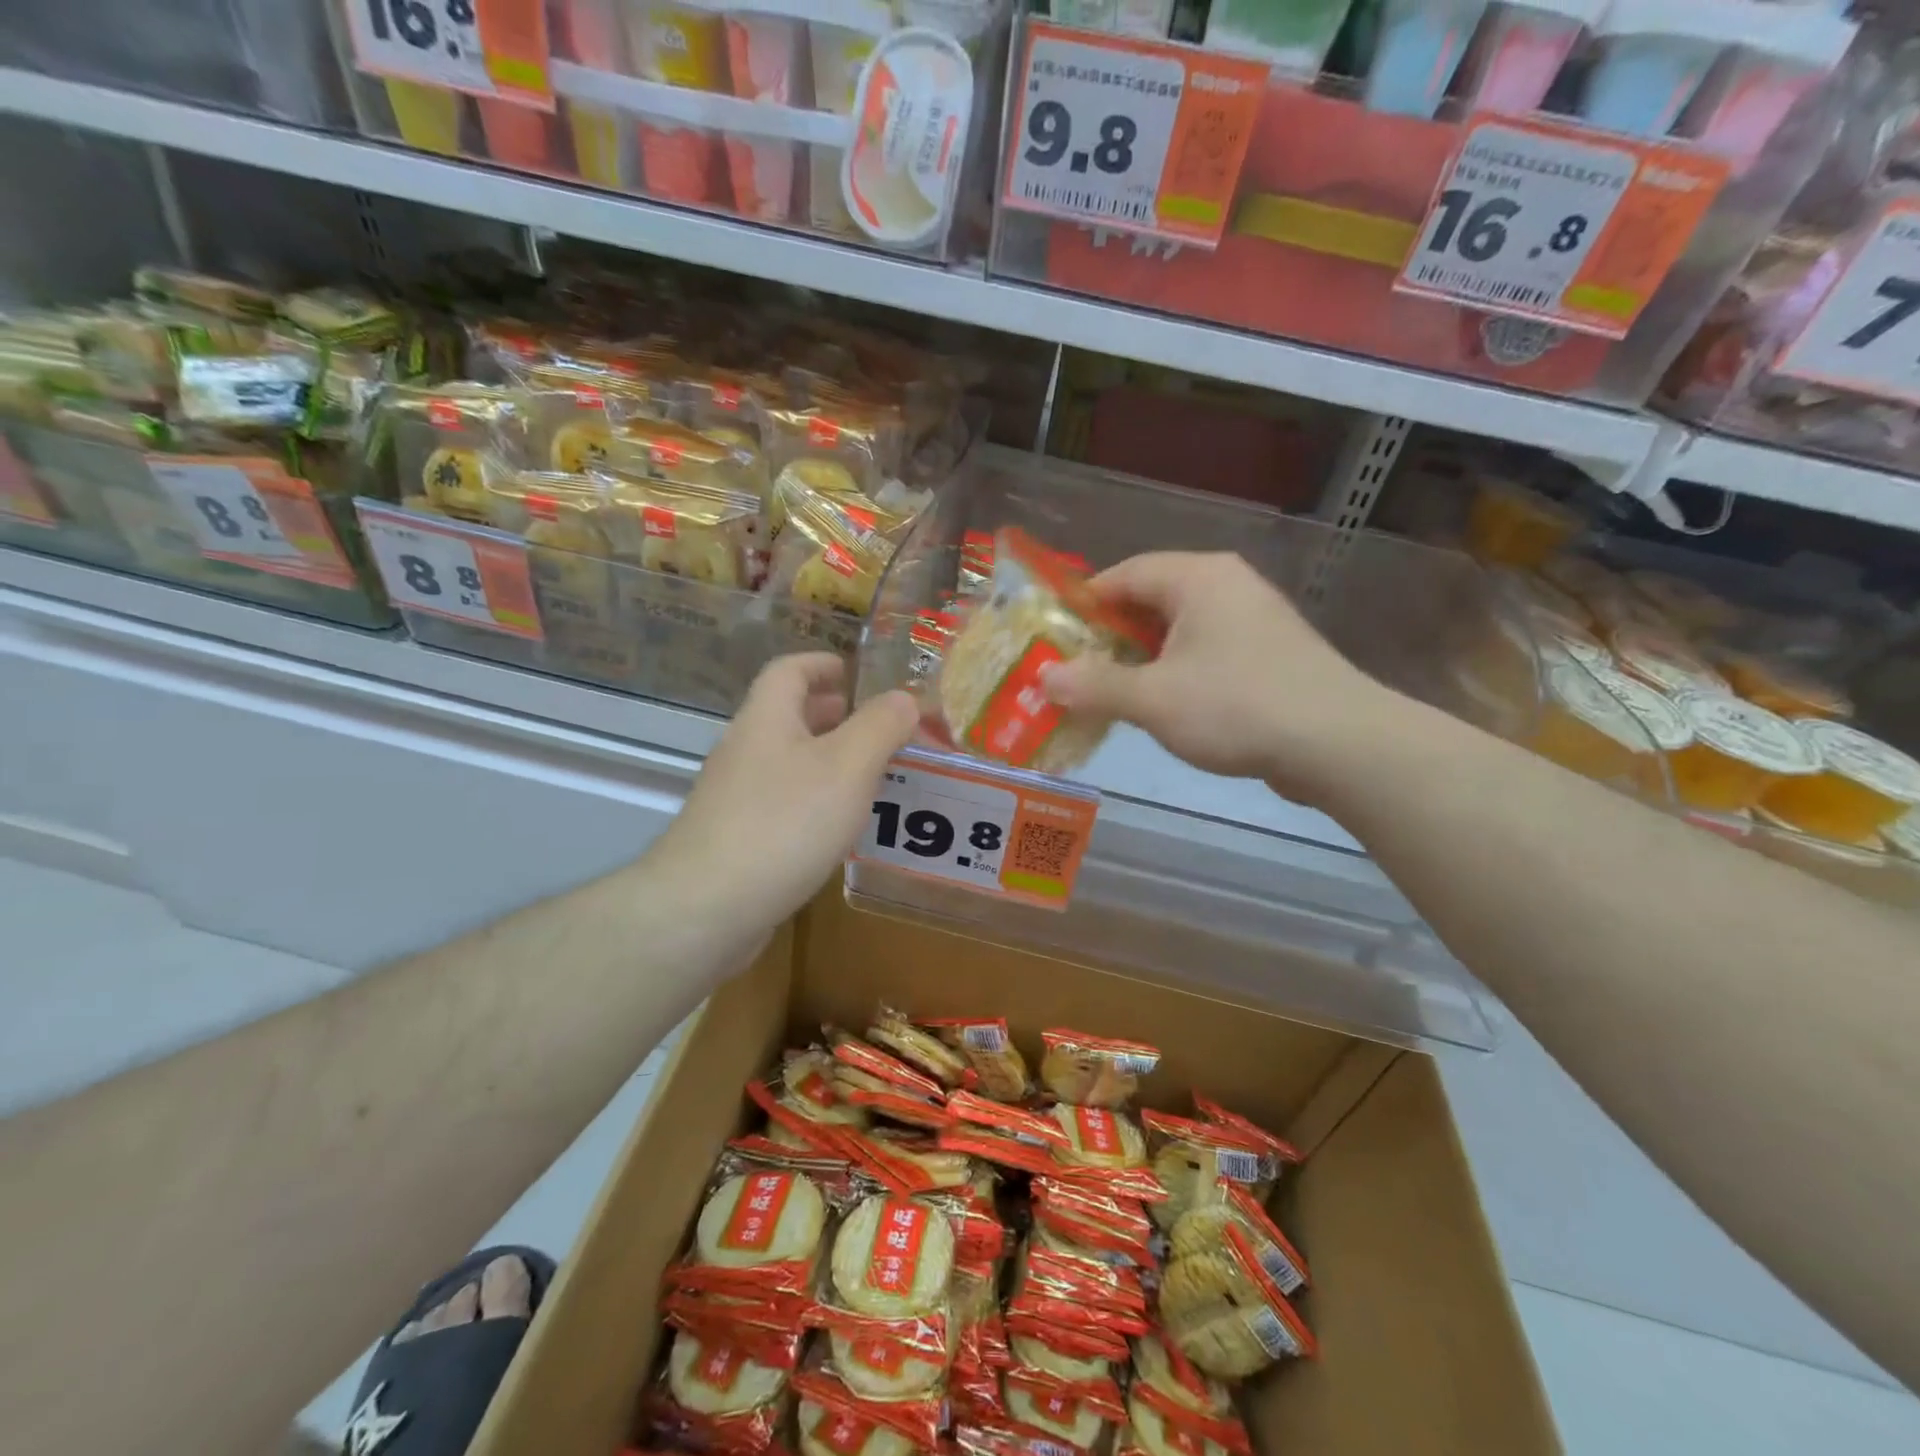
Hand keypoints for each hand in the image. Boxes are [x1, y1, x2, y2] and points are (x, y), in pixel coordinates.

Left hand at [655, 653, 918, 923]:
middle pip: (788, 715)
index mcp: (766, 718)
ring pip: (787, 761)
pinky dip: (814, 799)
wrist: (707, 907)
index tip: (858, 673)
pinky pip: (782, 802)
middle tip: (878, 727)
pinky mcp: (736, 838)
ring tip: (871, 775)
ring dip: (828, 759)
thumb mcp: (848, 766)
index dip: (823, 663)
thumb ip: (880, 726)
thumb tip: (905, 697)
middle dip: (833, 714)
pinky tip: (839, 826)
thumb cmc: (784, 823)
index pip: (790, 670)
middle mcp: (745, 749)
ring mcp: (735, 796)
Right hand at [1041, 552, 1397, 804]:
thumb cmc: (1236, 706)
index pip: (1123, 574)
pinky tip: (1163, 706)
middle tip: (1076, 672)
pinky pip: (1207, 650)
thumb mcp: (1152, 699)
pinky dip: (1176, 671)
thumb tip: (1045, 678)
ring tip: (1110, 693)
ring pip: (1180, 629)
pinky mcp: (1270, 652)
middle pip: (1151, 600)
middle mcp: (1227, 585)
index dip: (1083, 605)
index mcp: (1198, 578)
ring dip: (1142, 659)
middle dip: (1110, 637)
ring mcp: (1254, 618)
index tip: (1054, 639)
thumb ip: (1094, 686)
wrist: (1339, 744)